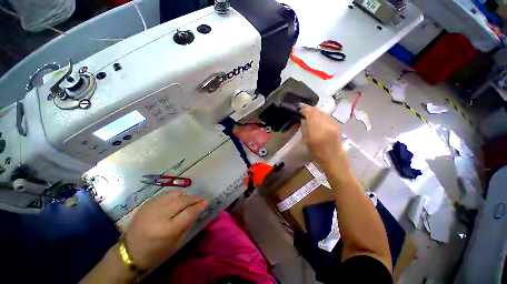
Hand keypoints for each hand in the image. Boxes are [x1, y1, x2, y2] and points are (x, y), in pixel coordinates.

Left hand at [124, 191, 207, 269]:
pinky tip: (177, 200)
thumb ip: (188, 224)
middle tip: (201, 199)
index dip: (199, 205)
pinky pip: (165, 195)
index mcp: (167, 230)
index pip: (188, 212)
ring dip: (185, 196)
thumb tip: (197, 209)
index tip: (206, 202)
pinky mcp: (146, 204)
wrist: (129, 252)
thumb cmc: (156, 252)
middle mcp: (159, 216)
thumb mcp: (176, 243)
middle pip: (182, 201)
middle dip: (194, 199)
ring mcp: (151, 208)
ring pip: (174, 194)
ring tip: (189, 200)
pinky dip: (174, 196)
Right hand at [299, 103, 345, 167]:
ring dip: (315, 111)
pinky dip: (321, 115)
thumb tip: (303, 118)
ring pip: (322, 112)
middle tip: (303, 108)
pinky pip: (327, 116)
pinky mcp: (336, 124)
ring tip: (310, 112)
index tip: (299, 106)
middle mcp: (324, 122)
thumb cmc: (316, 151)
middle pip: (316, 110)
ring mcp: (332, 122)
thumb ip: (304, 127)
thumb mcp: (306, 139)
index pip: (309, 112)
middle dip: (309, 108)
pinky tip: (318, 118)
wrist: (333, 156)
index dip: (304, 108)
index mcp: (315, 127)